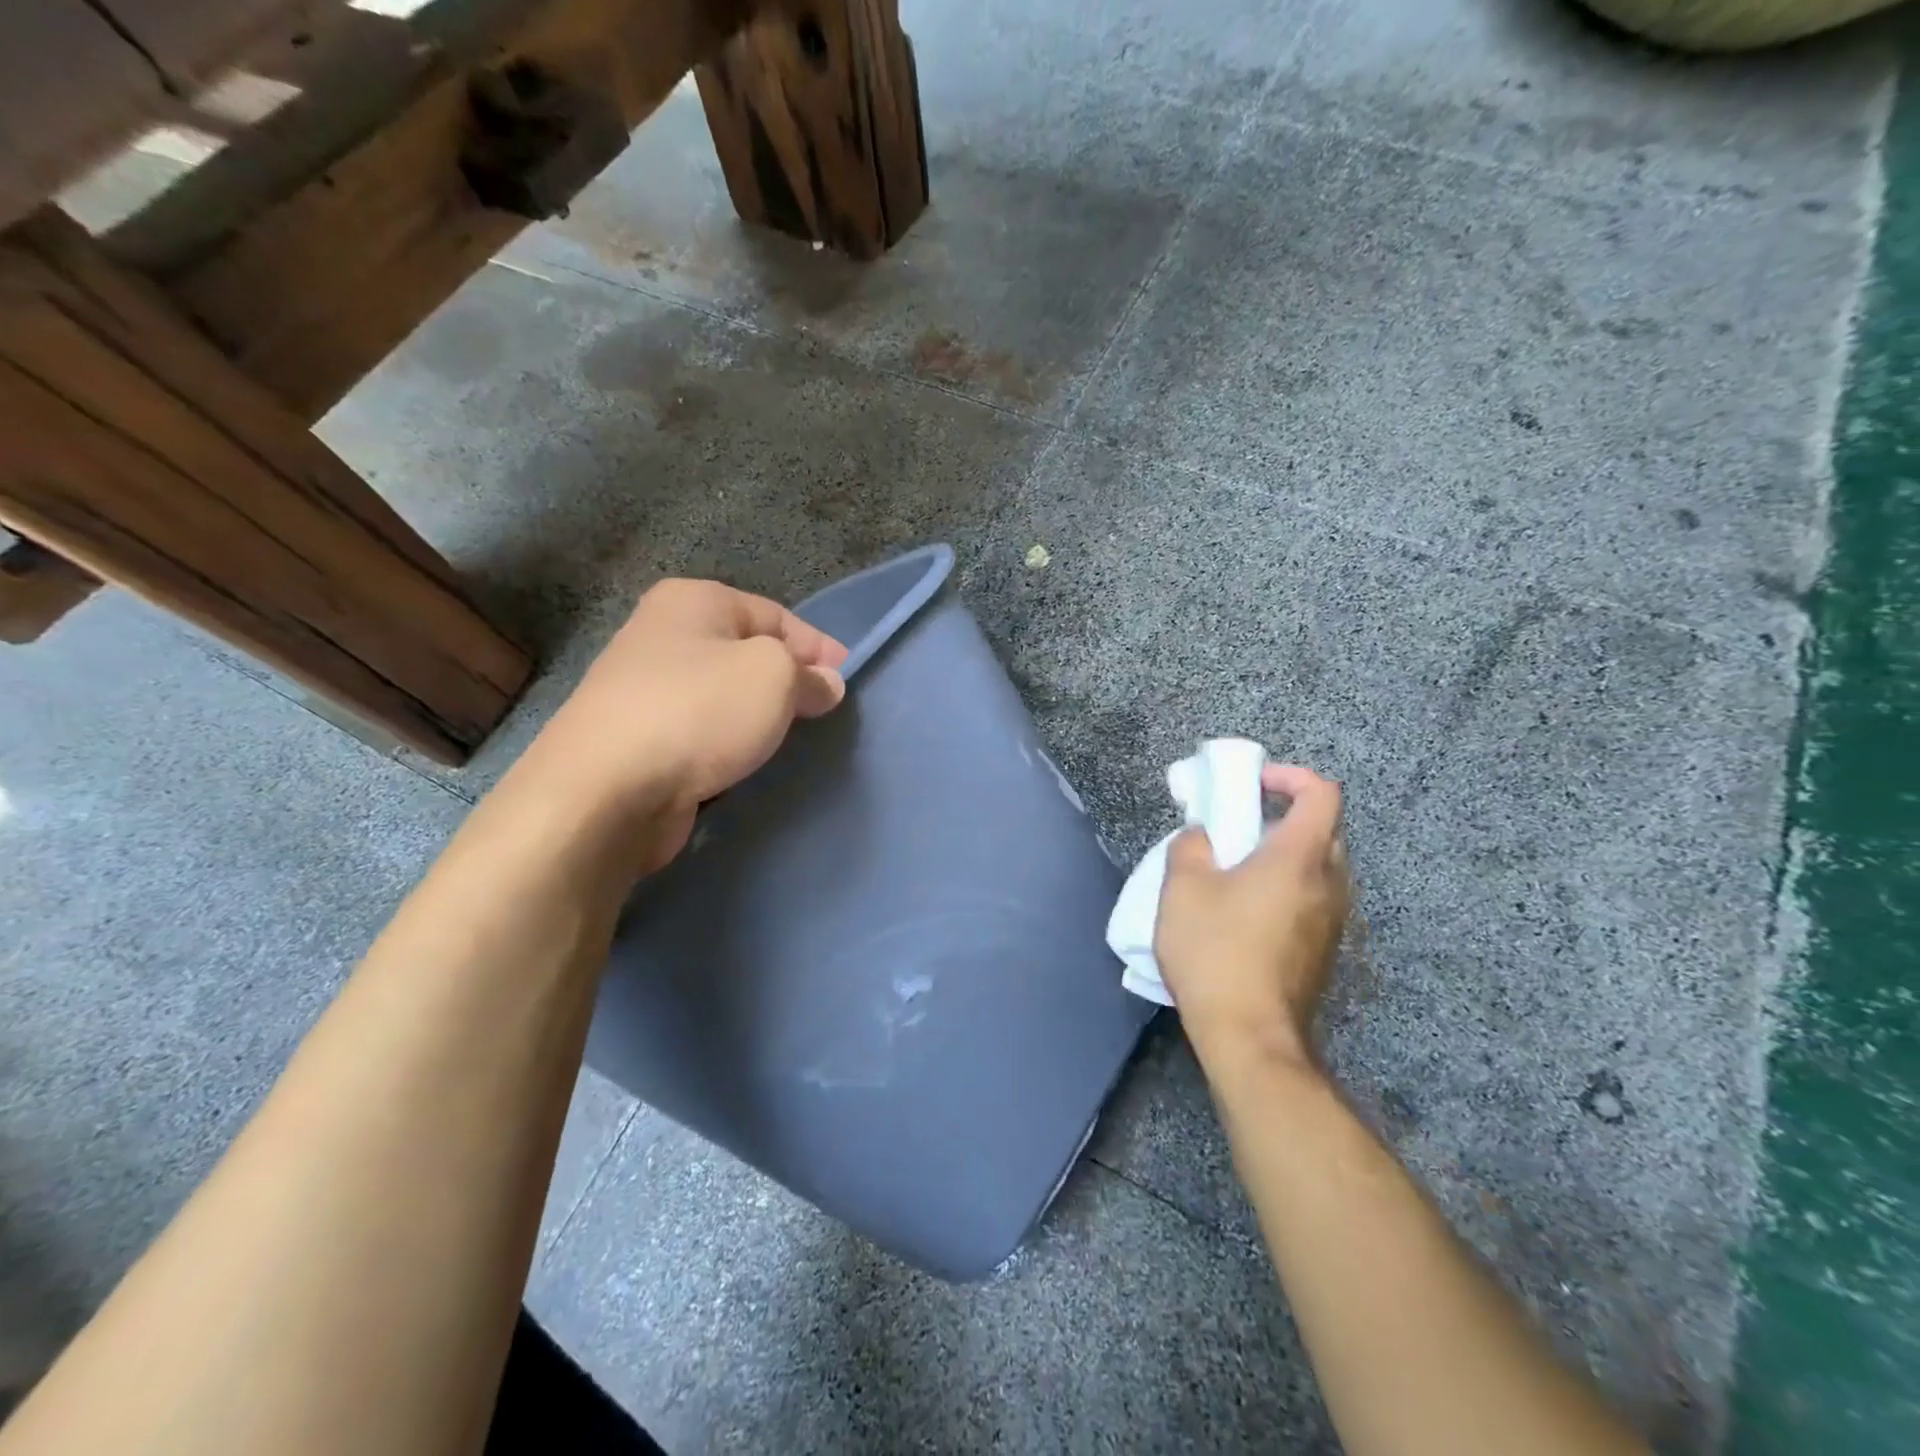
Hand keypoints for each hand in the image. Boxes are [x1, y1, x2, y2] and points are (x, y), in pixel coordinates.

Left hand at [506, 579, 847, 871]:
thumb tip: (826, 684)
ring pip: (724, 695)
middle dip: (788, 681)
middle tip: (825, 713)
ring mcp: (645, 689)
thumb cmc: (699, 711)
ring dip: (758, 715)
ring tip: (792, 740)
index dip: (817, 646)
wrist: (607, 790)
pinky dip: (728, 743)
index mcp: (693, 602)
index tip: (847, 681)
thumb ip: (808, 675)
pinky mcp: (639, 738)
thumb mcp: (773, 676)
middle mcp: (663, 635)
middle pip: (747, 653)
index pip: (775, 615)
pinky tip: (747, 762)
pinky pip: (701, 731)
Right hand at [1154, 764, 1349, 1069]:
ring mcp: (1332, 923)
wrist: (1249, 1035)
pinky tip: (1242, 913)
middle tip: (1238, 826)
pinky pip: (1310, 900)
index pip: (1321, 793)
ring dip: (1281, 856)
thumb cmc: (1216, 951)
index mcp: (1300, 858)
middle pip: (1322, 829)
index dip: (1289, 776)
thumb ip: (1191, 846)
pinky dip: (1284, 889)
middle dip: (1281, 816)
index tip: (1251, 784)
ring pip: (1317, 868)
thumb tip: (1202, 836)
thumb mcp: (1183, 887)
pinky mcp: (1323, 952)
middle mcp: (1329, 885)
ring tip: (1234, 871)